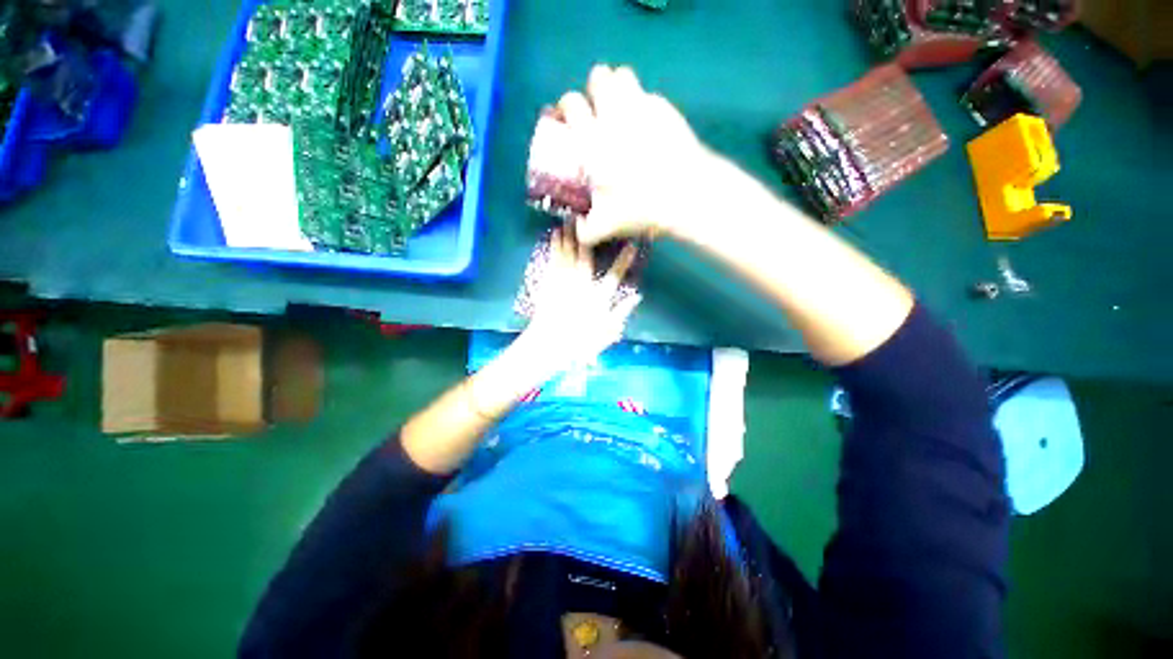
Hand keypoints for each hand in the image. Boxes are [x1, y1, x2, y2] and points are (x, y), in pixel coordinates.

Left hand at [516, 228, 641, 374]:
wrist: (548, 347)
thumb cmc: (579, 344)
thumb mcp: (606, 333)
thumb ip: (621, 313)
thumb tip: (638, 296)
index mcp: (597, 299)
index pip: (614, 276)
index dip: (623, 260)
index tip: (632, 245)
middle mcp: (581, 286)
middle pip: (586, 258)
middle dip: (589, 237)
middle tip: (591, 217)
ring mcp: (563, 284)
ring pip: (568, 256)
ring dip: (571, 236)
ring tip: (572, 217)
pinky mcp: (548, 284)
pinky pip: (553, 262)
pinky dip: (554, 248)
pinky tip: (555, 235)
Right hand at [556, 65, 715, 245]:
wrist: (687, 195)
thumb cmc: (641, 208)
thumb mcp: (606, 227)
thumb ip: (585, 230)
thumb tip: (577, 230)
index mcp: (593, 139)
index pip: (571, 103)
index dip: (566, 107)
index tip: (567, 119)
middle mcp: (615, 114)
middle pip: (598, 76)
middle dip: (593, 90)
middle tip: (596, 113)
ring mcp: (643, 106)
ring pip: (623, 75)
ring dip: (616, 88)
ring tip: (618, 111)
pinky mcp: (667, 109)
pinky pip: (648, 95)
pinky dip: (642, 105)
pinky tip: (646, 126)